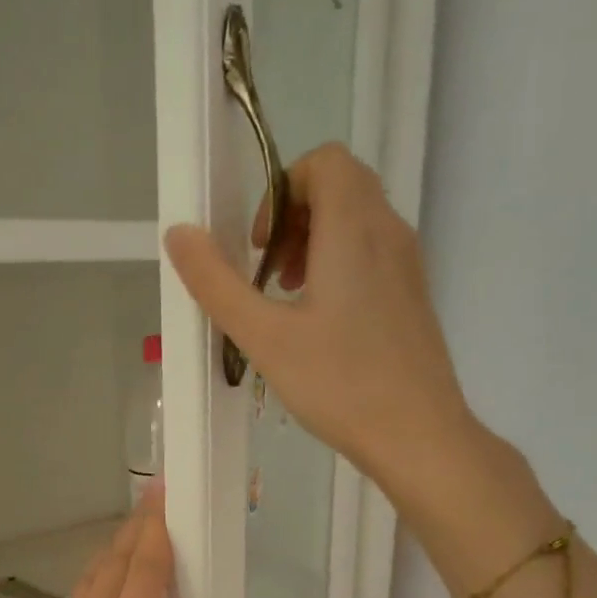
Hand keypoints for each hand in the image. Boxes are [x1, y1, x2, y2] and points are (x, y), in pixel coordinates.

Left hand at [0, 490, 220, 597]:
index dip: (153, 534)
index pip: (140, 579)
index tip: (161, 496)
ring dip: (109, 556)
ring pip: (86, 589)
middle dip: (130, 532)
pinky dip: (94, 586)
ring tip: (131, 534)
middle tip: (151, 500)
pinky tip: (105, 591)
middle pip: (108, 572)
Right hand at [163, 142, 473, 488]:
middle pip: (341, 186)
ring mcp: (407, 265)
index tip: (258, 247)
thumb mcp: (265, 337)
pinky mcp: (412, 297)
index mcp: (354, 229)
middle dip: (294, 217)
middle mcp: (388, 233)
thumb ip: (218, 284)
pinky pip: (372, 254)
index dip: (281, 191)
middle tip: (268, 275)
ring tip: (288, 302)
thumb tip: (179, 233)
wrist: (417, 436)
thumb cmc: (339, 384)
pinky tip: (320, 327)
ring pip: (358, 222)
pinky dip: (338, 267)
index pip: (324, 162)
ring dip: (314, 243)